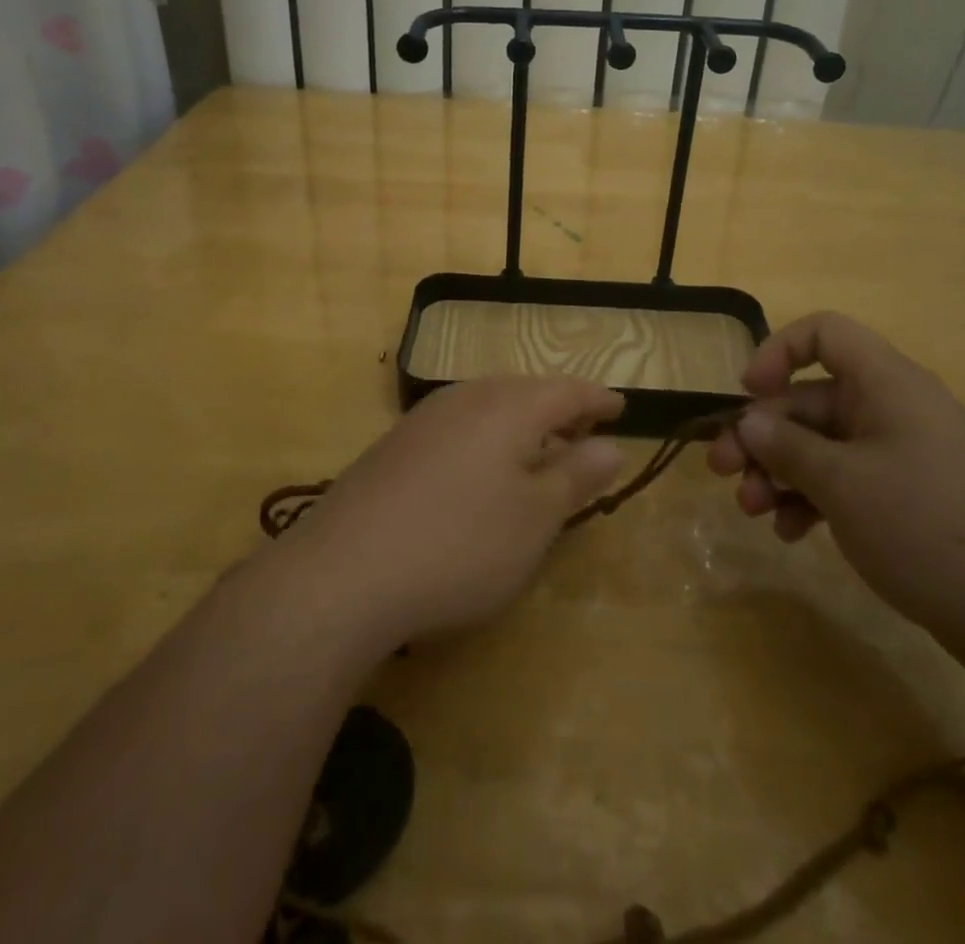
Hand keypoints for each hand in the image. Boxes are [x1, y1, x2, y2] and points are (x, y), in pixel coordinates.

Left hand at [288, 377, 625, 647]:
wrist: (343, 572)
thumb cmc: (460, 544)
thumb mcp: (535, 518)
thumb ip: (576, 476)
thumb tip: (611, 445)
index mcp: (509, 406)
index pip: (567, 391)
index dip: (598, 400)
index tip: (622, 407)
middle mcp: (466, 398)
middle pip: (525, 391)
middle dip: (559, 409)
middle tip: (584, 431)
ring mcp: (424, 419)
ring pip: (488, 406)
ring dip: (521, 423)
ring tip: (538, 450)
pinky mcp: (394, 446)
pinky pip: (458, 427)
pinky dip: (486, 439)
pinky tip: (480, 472)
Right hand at [708, 312, 964, 672]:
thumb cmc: (927, 527)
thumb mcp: (842, 483)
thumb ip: (786, 446)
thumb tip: (749, 420)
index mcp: (886, 384)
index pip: (824, 333)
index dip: (778, 352)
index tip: (746, 395)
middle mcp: (894, 409)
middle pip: (811, 399)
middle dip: (763, 434)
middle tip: (722, 471)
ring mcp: (903, 456)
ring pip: (823, 445)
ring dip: (780, 472)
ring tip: (753, 510)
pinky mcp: (909, 499)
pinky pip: (846, 481)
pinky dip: (813, 499)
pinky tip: (792, 533)